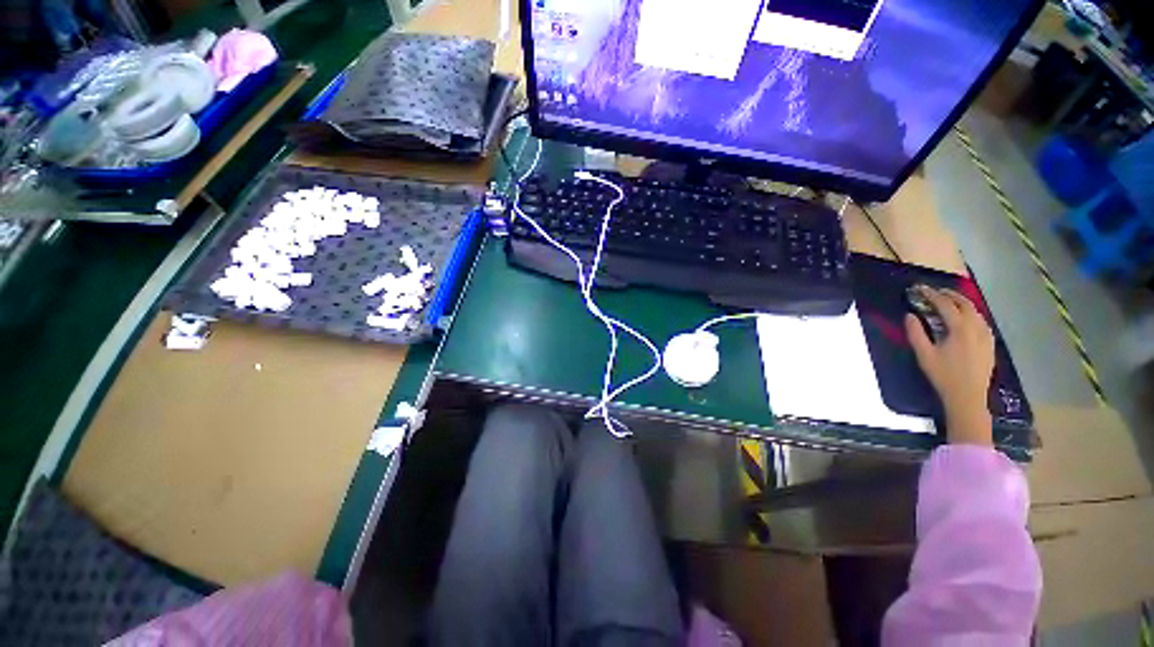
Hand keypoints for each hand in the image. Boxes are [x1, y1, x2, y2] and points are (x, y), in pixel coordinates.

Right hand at [904, 287, 994, 445]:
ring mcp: (986, 336)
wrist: (968, 397)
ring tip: (949, 301)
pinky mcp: (990, 343)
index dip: (932, 295)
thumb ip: (916, 333)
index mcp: (959, 329)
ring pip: (976, 312)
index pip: (945, 305)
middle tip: (935, 291)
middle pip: (965, 304)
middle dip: (949, 295)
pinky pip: (982, 322)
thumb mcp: (924, 355)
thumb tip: (910, 315)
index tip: (920, 289)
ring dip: (962, 303)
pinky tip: (965, 318)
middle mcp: (976, 328)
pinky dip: (971, 314)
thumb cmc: (943, 375)